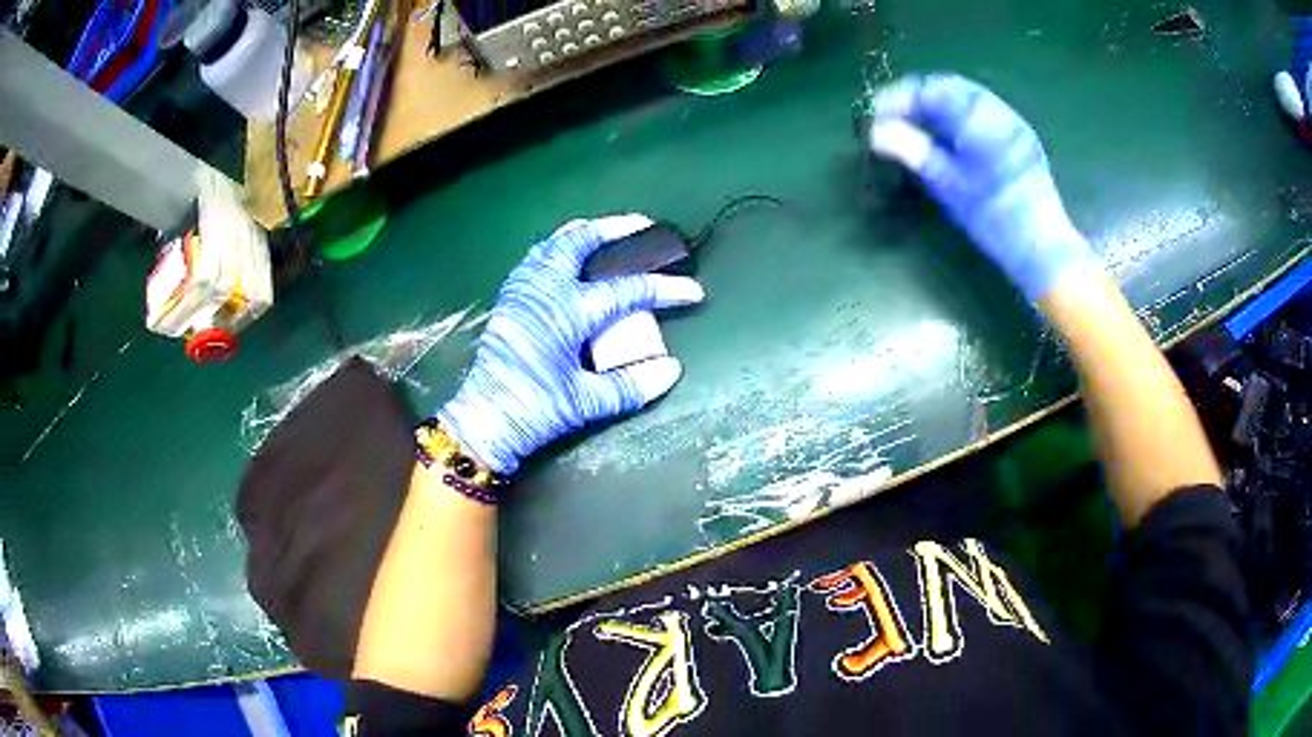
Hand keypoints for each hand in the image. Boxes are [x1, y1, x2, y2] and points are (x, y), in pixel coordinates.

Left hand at [438, 216, 704, 474]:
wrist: (483, 421)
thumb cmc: (534, 412)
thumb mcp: (586, 403)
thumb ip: (631, 385)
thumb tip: (671, 369)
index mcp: (566, 313)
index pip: (626, 291)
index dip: (664, 289)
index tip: (693, 292)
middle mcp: (544, 291)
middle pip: (581, 241)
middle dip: (616, 228)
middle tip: (644, 225)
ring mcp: (522, 290)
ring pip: (554, 243)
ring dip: (584, 233)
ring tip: (607, 233)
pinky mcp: (510, 299)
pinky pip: (536, 257)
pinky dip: (558, 247)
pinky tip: (567, 257)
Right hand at [867, 74, 1096, 299]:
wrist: (1042, 246)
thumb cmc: (993, 217)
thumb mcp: (948, 185)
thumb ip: (911, 149)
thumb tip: (877, 131)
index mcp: (976, 118)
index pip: (928, 90)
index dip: (898, 98)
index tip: (877, 115)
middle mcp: (995, 110)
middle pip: (948, 86)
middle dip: (917, 97)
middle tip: (894, 116)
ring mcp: (1011, 121)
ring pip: (967, 96)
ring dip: (938, 104)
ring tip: (917, 124)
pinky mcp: (1020, 137)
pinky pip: (983, 110)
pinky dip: (958, 113)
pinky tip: (949, 134)